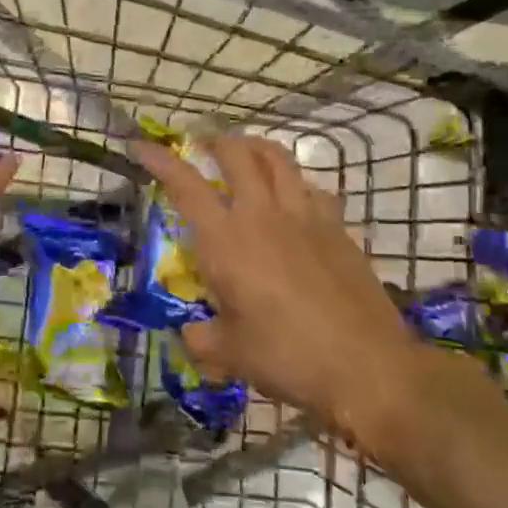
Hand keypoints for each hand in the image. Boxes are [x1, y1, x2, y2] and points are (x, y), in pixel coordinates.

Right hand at [134, 134, 428, 459]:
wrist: (367, 367)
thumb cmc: (288, 358)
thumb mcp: (231, 355)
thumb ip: (203, 339)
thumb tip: (191, 335)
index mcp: (227, 241)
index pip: (185, 185)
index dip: (159, 160)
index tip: (139, 146)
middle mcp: (263, 215)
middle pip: (237, 154)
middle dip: (215, 141)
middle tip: (202, 144)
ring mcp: (306, 216)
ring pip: (278, 159)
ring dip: (256, 148)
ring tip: (245, 152)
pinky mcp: (338, 228)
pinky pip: (312, 188)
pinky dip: (294, 182)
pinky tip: (294, 198)